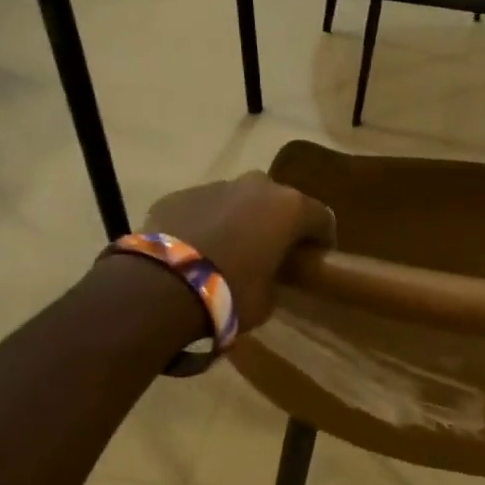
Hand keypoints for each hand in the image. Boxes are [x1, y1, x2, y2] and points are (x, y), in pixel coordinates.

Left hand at [144, 172, 335, 331]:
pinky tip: (195, 250)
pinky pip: (203, 208)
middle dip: (278, 223)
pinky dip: (206, 223)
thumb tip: (269, 277)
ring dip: (240, 220)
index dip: (322, 239)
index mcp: (289, 208)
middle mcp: (257, 187)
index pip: (322, 218)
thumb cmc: (230, 292)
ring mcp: (216, 186)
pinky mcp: (179, 194)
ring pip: (239, 200)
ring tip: (229, 251)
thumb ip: (276, 279)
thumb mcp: (268, 298)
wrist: (161, 285)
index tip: (317, 258)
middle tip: (272, 252)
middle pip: (279, 201)